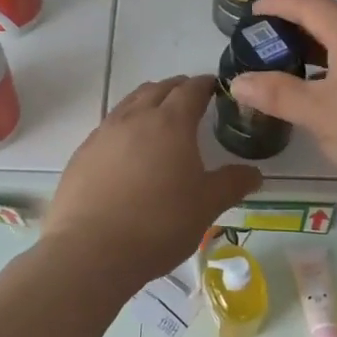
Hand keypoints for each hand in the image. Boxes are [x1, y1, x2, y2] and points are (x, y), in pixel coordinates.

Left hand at [42, 76, 260, 286]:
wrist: (91, 251)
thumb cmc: (159, 224)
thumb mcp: (206, 206)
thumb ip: (232, 184)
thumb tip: (254, 173)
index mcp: (171, 123)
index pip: (191, 90)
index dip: (205, 85)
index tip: (214, 87)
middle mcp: (135, 118)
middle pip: (158, 89)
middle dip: (177, 89)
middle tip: (190, 99)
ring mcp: (103, 133)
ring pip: (129, 103)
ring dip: (148, 101)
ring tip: (158, 117)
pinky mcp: (82, 153)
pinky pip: (108, 126)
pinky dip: (124, 125)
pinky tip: (127, 149)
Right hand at [227, 0, 336, 199]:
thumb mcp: (320, 115)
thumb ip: (277, 94)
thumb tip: (237, 80)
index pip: (309, 3)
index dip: (278, 4)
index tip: (253, 14)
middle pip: (333, 19)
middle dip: (297, 29)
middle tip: (269, 49)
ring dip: (322, 51)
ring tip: (298, 75)